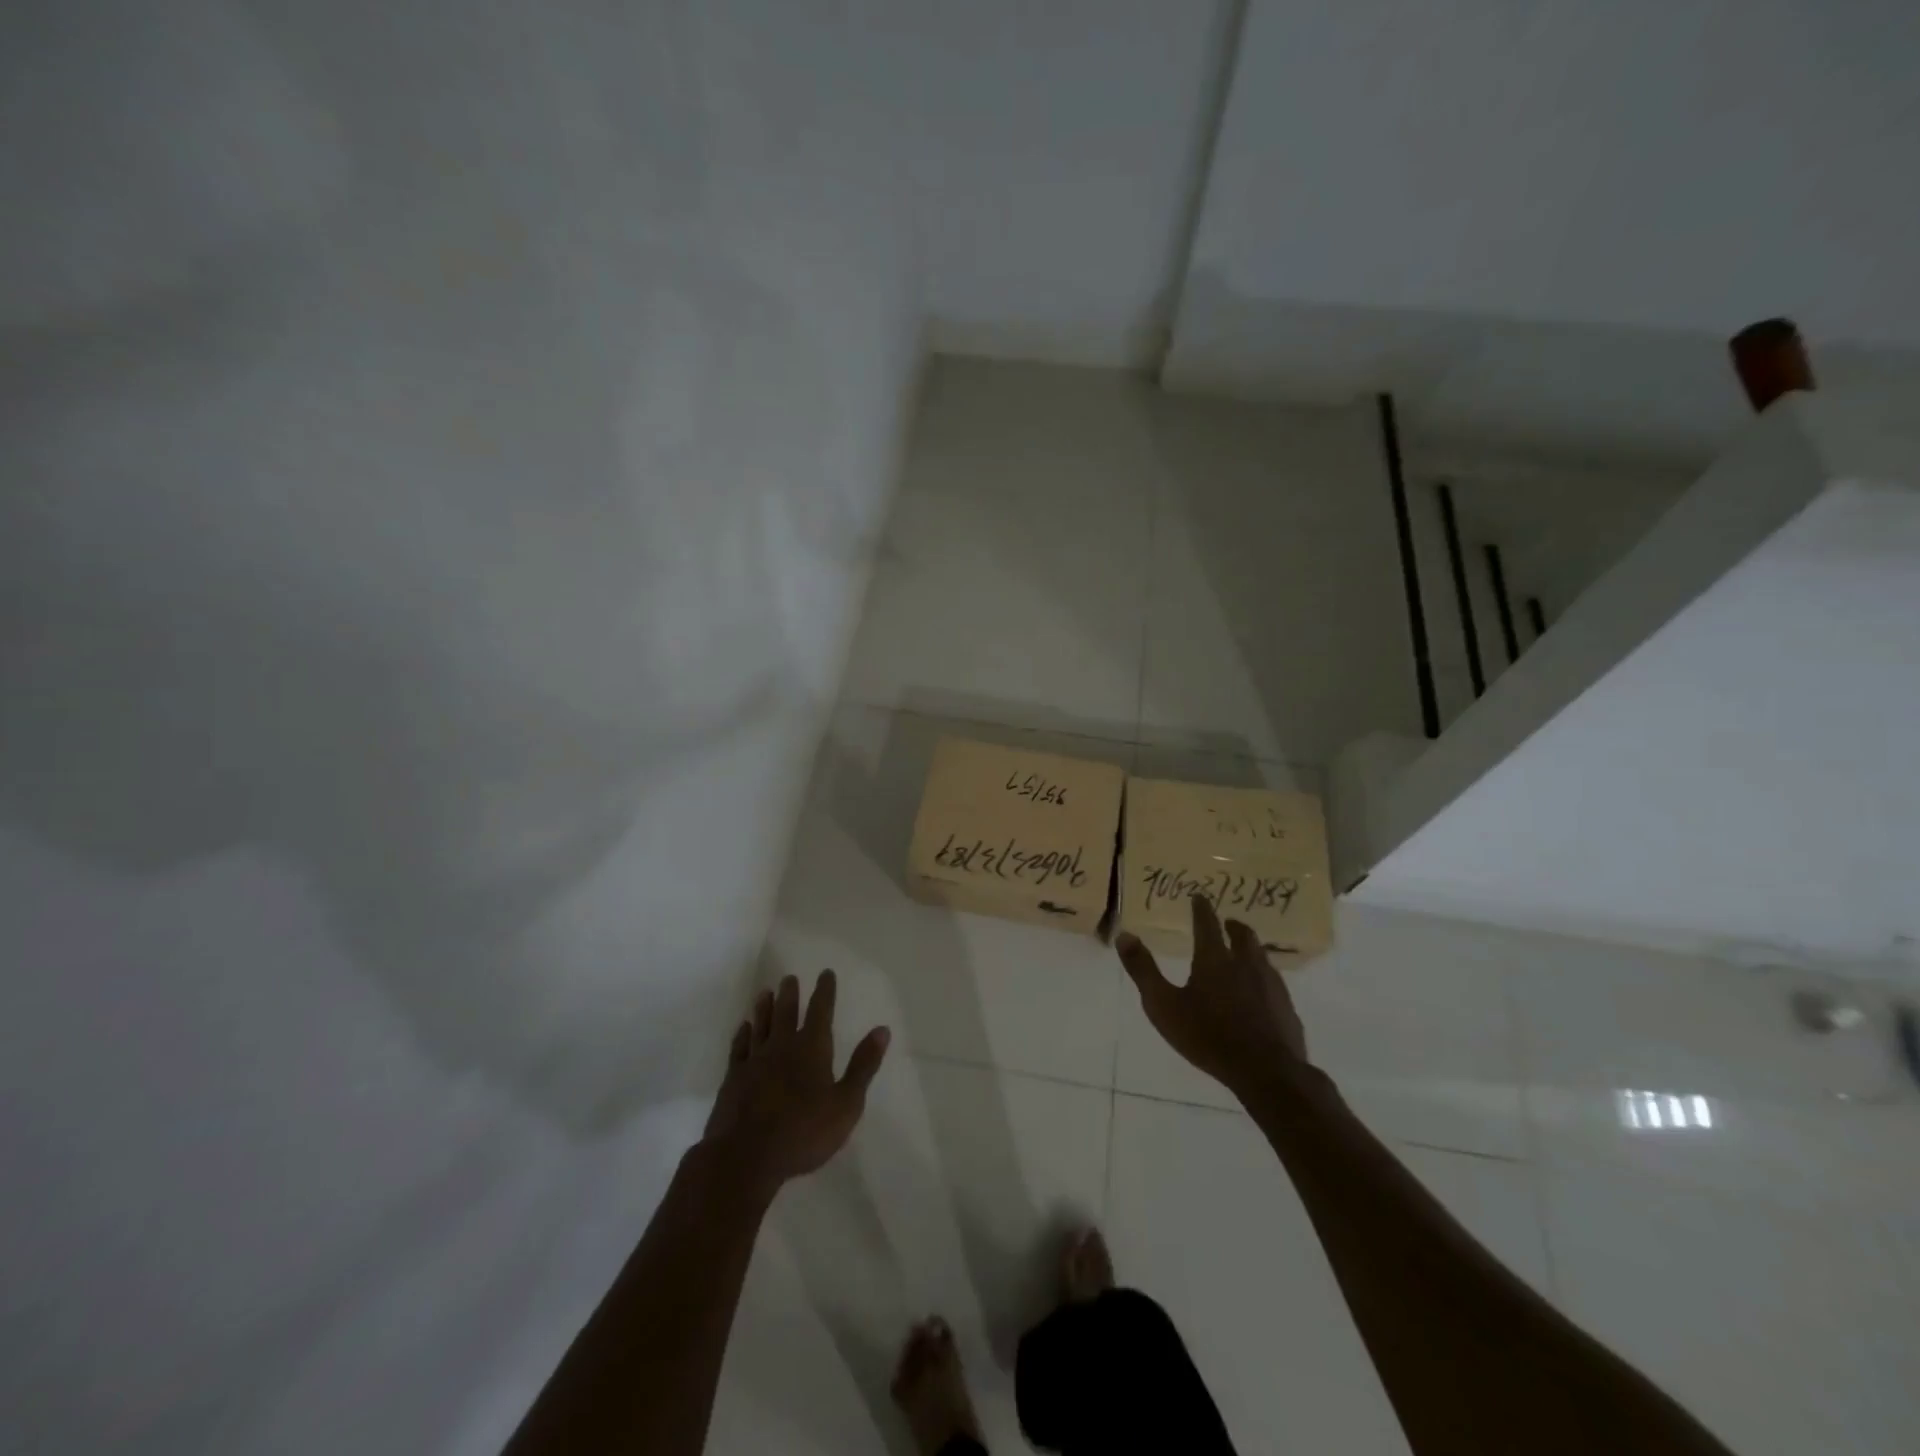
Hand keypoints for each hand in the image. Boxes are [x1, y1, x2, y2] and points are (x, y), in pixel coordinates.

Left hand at [702, 970, 889, 1195]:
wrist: (745, 1157)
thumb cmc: (803, 1132)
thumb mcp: (846, 1104)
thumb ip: (863, 1065)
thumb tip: (882, 1030)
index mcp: (812, 1048)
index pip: (820, 1011)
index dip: (825, 991)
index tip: (825, 973)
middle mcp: (782, 1046)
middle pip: (786, 1013)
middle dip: (790, 994)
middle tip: (789, 977)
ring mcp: (754, 1061)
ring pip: (761, 1025)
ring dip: (764, 1008)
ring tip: (765, 993)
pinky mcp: (733, 1079)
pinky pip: (738, 1048)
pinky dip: (742, 1035)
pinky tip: (743, 1028)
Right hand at [1116, 895, 1307, 1096]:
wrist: (1266, 1072)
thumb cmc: (1208, 1036)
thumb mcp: (1163, 1005)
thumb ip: (1143, 970)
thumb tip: (1124, 935)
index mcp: (1214, 959)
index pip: (1207, 924)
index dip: (1201, 908)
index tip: (1199, 896)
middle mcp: (1245, 964)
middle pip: (1243, 936)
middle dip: (1233, 926)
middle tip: (1227, 923)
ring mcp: (1271, 985)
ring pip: (1261, 956)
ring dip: (1250, 949)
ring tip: (1243, 953)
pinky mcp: (1286, 1007)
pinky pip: (1273, 982)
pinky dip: (1262, 976)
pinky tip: (1259, 991)